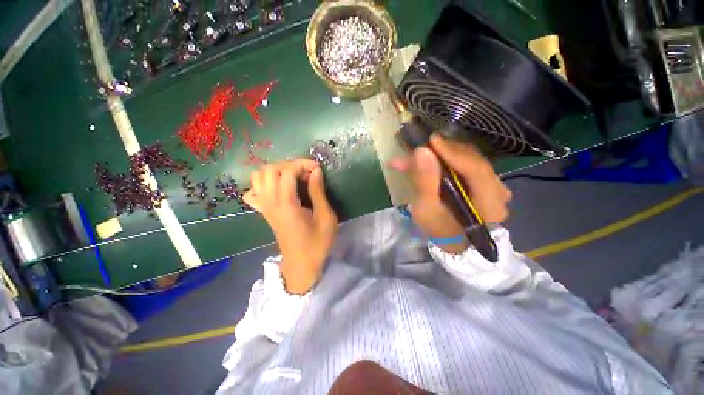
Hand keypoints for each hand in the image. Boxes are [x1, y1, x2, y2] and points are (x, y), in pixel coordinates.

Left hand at [244, 160, 337, 293]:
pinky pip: (254, 191)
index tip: (317, 169)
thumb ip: (318, 192)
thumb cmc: (318, 242)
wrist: (301, 264)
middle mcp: (270, 202)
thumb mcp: (326, 217)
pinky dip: (264, 184)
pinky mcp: (264, 212)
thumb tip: (315, 171)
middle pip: (270, 170)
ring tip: (293, 178)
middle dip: (289, 165)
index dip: (303, 164)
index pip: (287, 172)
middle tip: (306, 173)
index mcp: (286, 204)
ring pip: (259, 177)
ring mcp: (264, 207)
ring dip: (276, 172)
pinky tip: (278, 188)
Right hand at [392, 135, 510, 253]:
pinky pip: (470, 166)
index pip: (475, 169)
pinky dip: (452, 160)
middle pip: (474, 161)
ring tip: (427, 151)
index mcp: (490, 203)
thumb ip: (425, 182)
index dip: (452, 152)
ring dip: (447, 154)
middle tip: (424, 145)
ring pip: (471, 161)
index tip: (431, 141)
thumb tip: (421, 151)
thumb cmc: (440, 230)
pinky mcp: (487, 185)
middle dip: (446, 151)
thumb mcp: (427, 210)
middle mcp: (499, 191)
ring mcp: (495, 187)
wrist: (456, 245)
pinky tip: (438, 158)